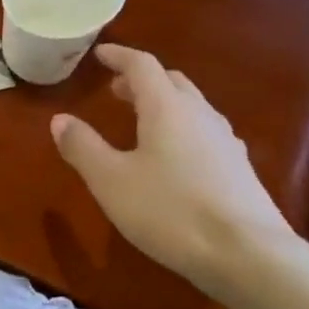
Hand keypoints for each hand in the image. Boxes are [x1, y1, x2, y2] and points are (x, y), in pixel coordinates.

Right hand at [51, 44, 295, 286]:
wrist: (248, 255)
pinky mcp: (240, 169)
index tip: (100, 54)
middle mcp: (200, 114)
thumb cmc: (170, 211)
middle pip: (171, 82)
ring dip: (164, 104)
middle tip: (117, 90)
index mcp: (167, 107)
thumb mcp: (111, 181)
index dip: (119, 56)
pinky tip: (177, 157)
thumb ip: (83, 147)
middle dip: (142, 81)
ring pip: (192, 107)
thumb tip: (60, 120)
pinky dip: (183, 130)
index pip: (142, 65)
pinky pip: (206, 133)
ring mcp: (226, 141)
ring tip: (143, 122)